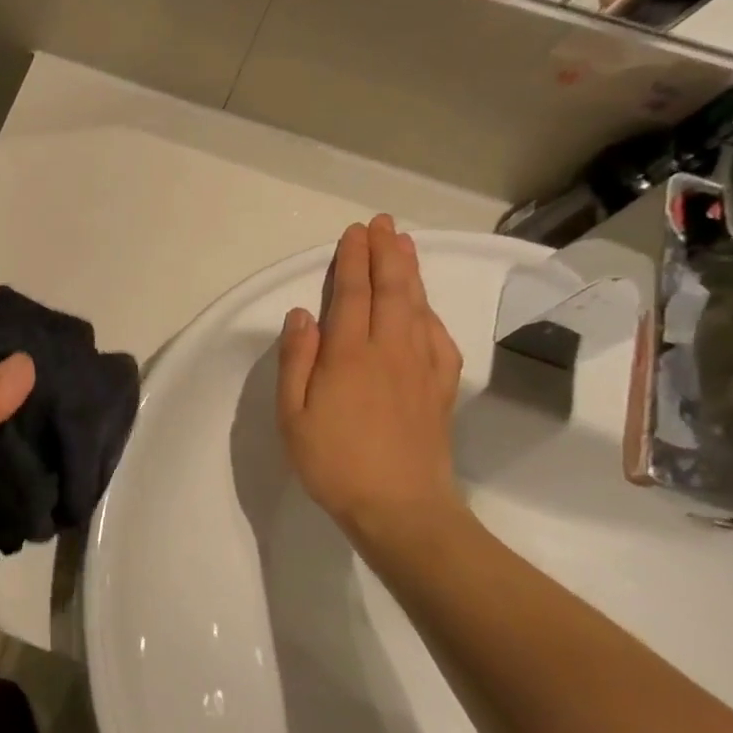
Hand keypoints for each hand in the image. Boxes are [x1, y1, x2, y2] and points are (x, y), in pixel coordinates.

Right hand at [277, 215, 465, 543]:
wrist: (400, 509)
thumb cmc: (333, 462)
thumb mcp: (292, 414)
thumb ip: (297, 360)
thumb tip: (303, 314)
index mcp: (349, 355)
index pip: (352, 294)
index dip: (353, 260)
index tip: (355, 233)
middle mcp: (390, 351)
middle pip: (391, 291)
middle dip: (386, 253)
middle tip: (383, 224)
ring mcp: (421, 369)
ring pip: (418, 308)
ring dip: (411, 273)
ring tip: (406, 245)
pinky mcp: (440, 389)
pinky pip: (439, 340)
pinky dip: (432, 315)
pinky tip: (426, 309)